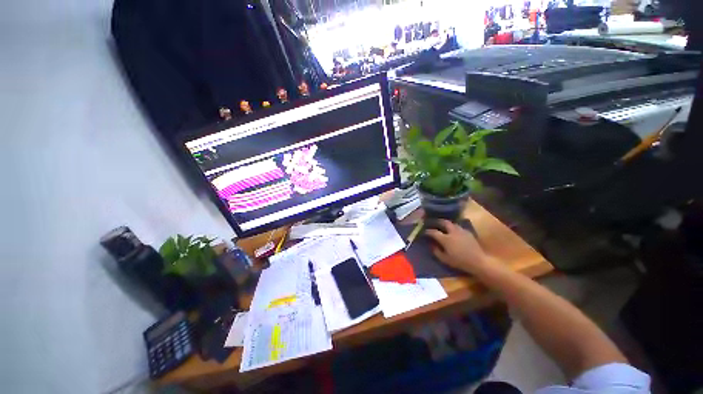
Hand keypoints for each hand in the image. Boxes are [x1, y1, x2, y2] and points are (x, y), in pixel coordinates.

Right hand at [425, 219, 490, 273]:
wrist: (478, 262)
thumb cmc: (460, 261)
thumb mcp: (445, 259)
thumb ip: (436, 251)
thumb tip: (431, 245)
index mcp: (445, 239)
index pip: (434, 232)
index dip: (428, 231)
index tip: (424, 232)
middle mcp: (452, 232)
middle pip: (444, 222)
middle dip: (437, 221)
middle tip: (433, 223)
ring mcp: (461, 231)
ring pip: (452, 223)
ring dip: (446, 224)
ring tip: (443, 226)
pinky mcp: (468, 232)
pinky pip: (458, 227)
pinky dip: (454, 227)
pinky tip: (454, 231)